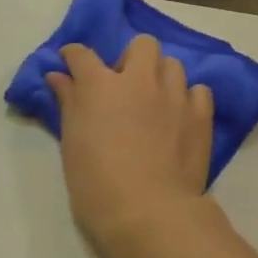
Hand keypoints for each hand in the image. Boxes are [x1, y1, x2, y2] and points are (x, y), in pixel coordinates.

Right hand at [47, 35, 215, 247]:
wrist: (148, 212)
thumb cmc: (96, 183)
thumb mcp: (72, 143)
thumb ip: (68, 103)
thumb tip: (57, 76)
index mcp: (100, 86)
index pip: (82, 55)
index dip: (73, 56)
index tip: (70, 63)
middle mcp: (140, 80)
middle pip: (141, 45)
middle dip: (131, 58)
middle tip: (123, 87)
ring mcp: (174, 95)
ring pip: (172, 64)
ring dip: (160, 76)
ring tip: (154, 101)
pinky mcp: (200, 115)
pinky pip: (198, 90)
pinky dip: (187, 97)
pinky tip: (179, 116)